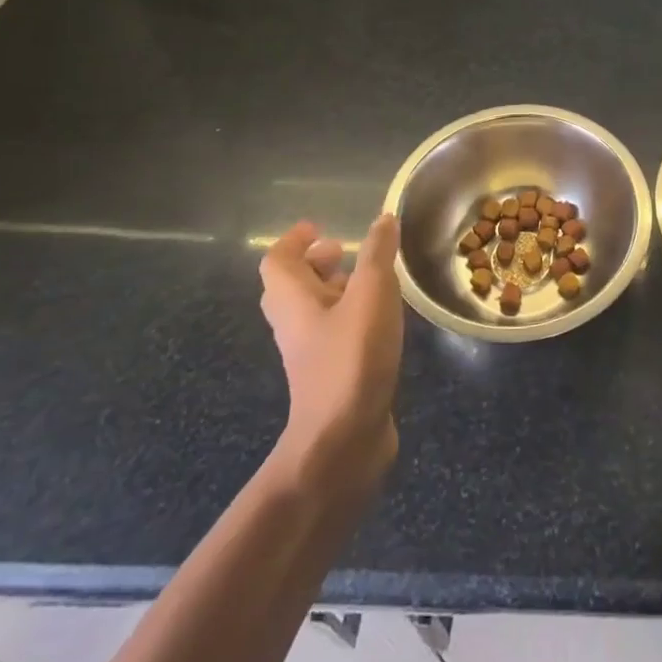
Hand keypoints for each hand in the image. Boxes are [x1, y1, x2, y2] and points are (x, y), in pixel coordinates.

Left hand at [258, 214, 402, 502]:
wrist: (342, 442)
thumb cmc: (351, 358)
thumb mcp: (371, 294)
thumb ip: (378, 254)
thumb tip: (383, 219)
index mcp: (293, 302)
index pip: (278, 261)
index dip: (295, 241)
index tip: (319, 227)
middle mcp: (294, 325)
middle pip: (292, 286)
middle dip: (316, 264)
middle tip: (345, 251)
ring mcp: (310, 354)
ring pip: (314, 311)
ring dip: (336, 290)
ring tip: (372, 280)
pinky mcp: (330, 376)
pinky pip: (333, 334)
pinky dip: (351, 317)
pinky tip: (382, 319)